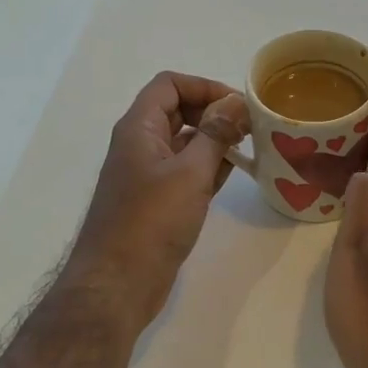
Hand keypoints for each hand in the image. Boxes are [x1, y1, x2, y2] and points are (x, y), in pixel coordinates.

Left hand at [60, 71, 249, 332]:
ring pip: (184, 142)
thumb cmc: (151, 222)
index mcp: (139, 128)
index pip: (170, 85)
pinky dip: (208, 166)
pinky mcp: (156, 201)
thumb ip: (215, 134)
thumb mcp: (190, 173)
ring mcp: (147, 174)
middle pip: (177, 110)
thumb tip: (236, 103)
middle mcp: (140, 144)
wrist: (118, 282)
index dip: (204, 87)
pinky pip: (185, 171)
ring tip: (249, 149)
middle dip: (213, 113)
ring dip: (214, 140)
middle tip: (250, 128)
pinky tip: (233, 174)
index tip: (238, 106)